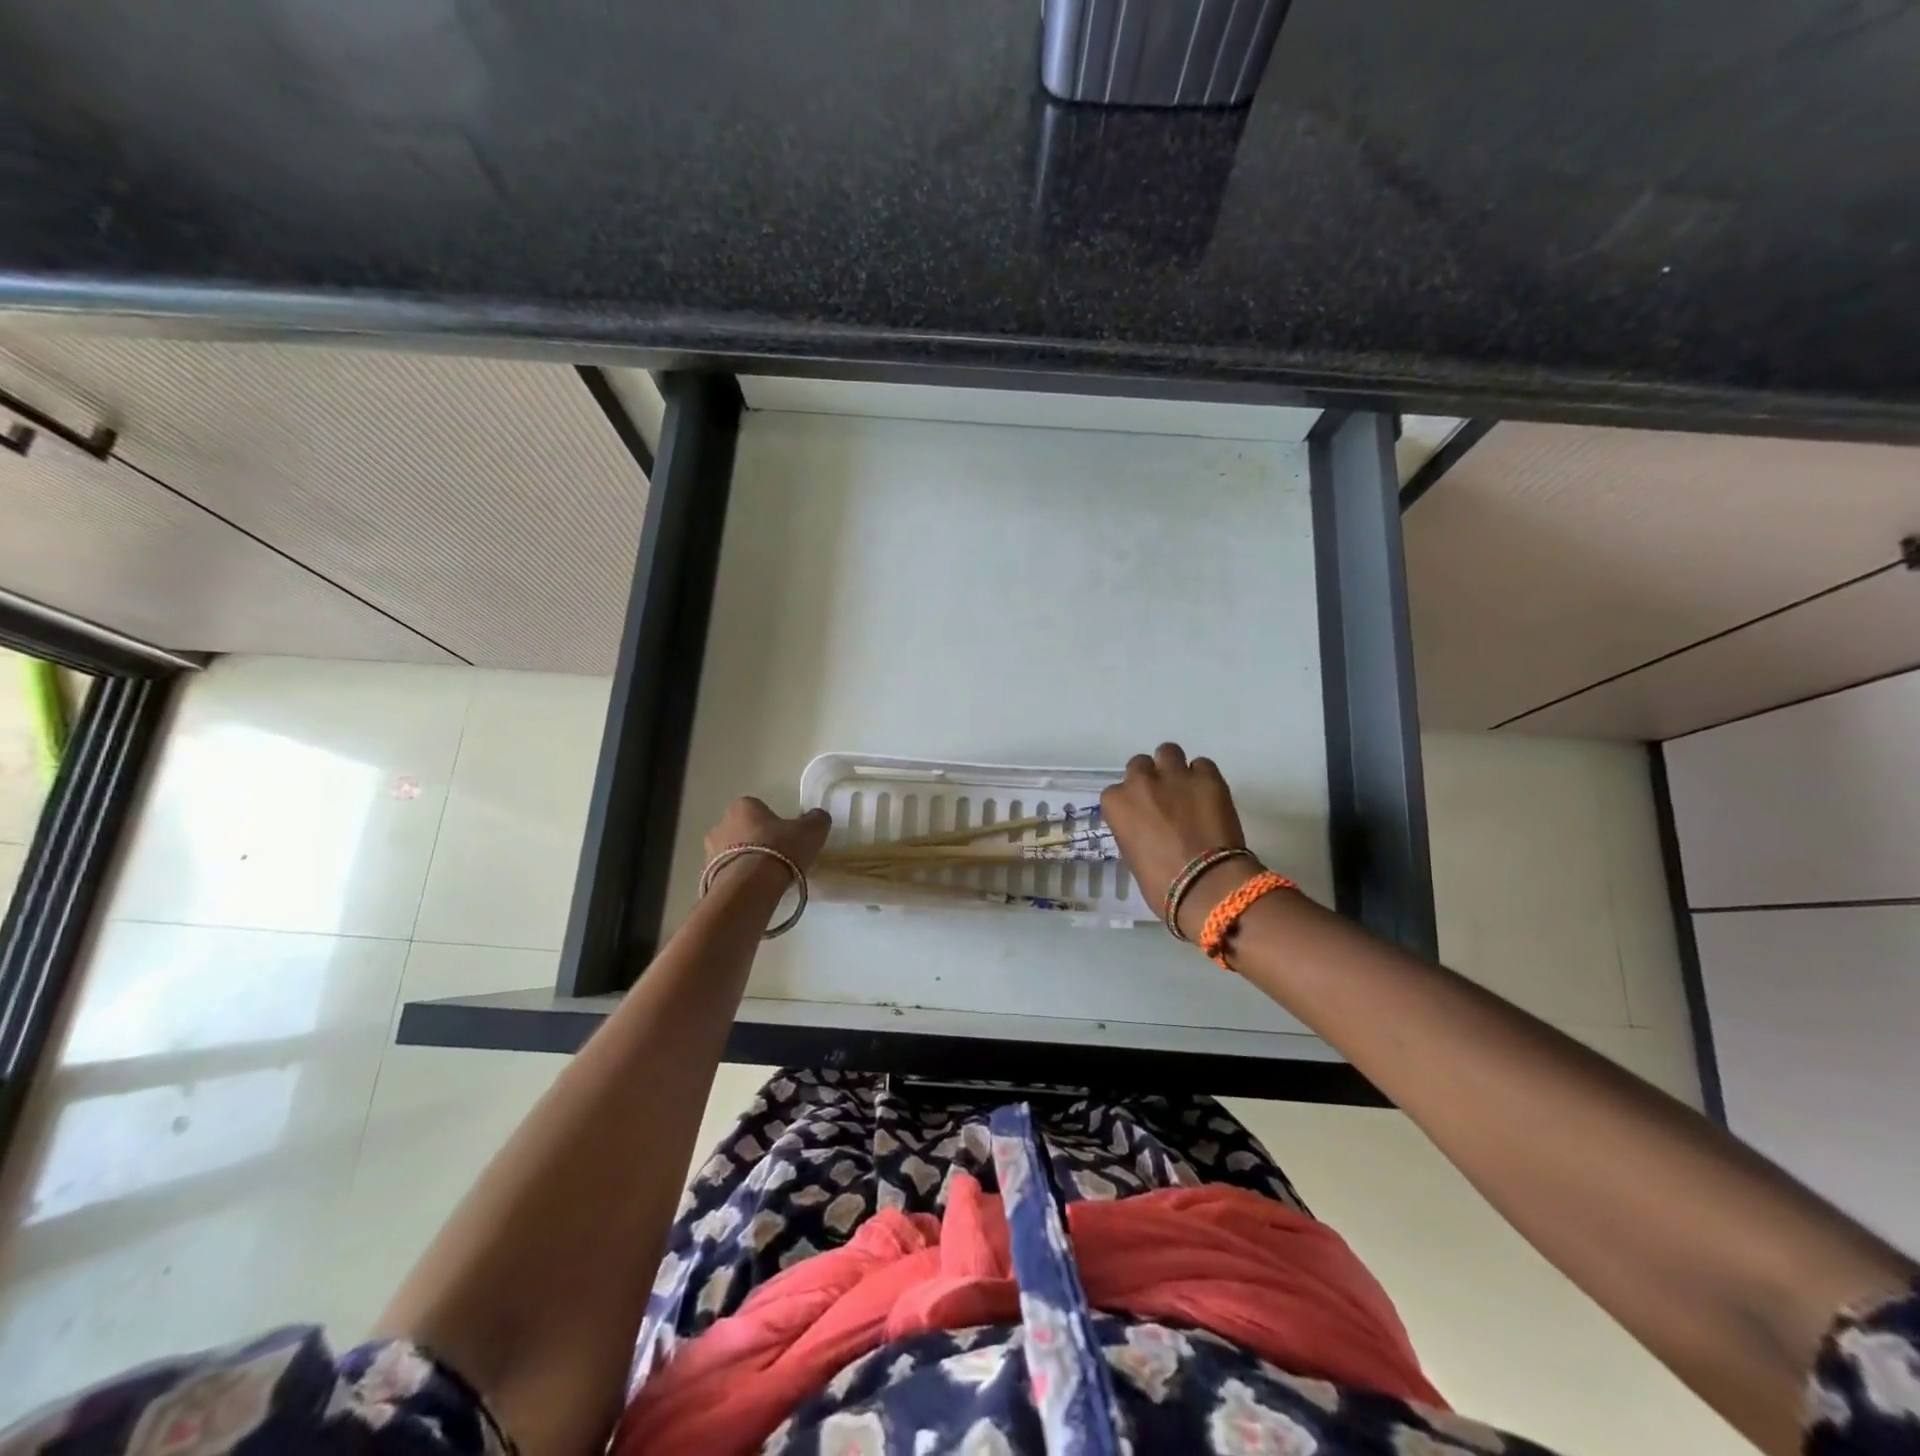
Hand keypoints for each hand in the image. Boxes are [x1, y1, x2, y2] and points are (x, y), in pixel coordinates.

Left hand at [704, 797, 832, 879]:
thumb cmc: (780, 849)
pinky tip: (755, 890)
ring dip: (745, 861)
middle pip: (742, 830)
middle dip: (756, 840)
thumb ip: (816, 819)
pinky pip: (727, 875)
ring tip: (766, 878)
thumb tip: (817, 817)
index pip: (757, 808)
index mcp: (743, 806)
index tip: (785, 836)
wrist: (750, 887)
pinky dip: (739, 881)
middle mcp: (721, 824)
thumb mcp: (811, 831)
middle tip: (777, 856)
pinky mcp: (707, 878)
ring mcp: (709, 852)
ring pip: (732, 853)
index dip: (772, 821)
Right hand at [1100, 743, 1258, 938]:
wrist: (1206, 886)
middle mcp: (1141, 782)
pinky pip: (1202, 764)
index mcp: (1117, 804)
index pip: (1116, 792)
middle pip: (1140, 765)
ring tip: (1186, 788)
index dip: (1131, 804)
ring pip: (1168, 752)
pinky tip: (1209, 795)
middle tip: (1164, 800)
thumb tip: (1149, 828)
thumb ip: (1135, 830)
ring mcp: (1175, 776)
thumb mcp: (1133, 856)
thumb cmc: (1161, 884)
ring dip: (1173, 767)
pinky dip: (1203, 777)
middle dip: (1150, 779)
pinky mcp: (1208, 777)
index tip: (1142, 817)